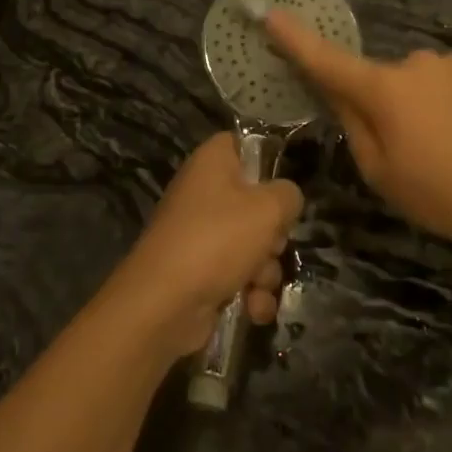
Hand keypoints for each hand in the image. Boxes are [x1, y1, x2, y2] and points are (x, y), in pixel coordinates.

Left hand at [104, 132, 302, 357]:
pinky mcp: (201, 271)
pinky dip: (250, 293)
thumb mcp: (267, 209)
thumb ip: (288, 195)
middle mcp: (205, 192)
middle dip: (273, 233)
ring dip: (265, 270)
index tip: (284, 188)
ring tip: (257, 284)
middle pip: (257, 202)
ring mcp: (202, 234)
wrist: (163, 304)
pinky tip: (252, 307)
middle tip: (272, 243)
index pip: (246, 144)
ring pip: (253, 244)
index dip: (269, 163)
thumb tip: (287, 198)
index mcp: (213, 161)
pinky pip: (240, 276)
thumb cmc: (217, 240)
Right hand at [264, 11, 451, 250]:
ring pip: (419, 82)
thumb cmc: (443, 195)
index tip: (271, 13)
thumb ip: (353, 125)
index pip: (327, 60)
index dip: (295, 39)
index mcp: (383, 90)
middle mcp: (415, 63)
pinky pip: (451, 82)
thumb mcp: (382, 173)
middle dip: (385, 105)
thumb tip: (338, 93)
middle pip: (382, 80)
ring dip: (423, 105)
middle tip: (410, 151)